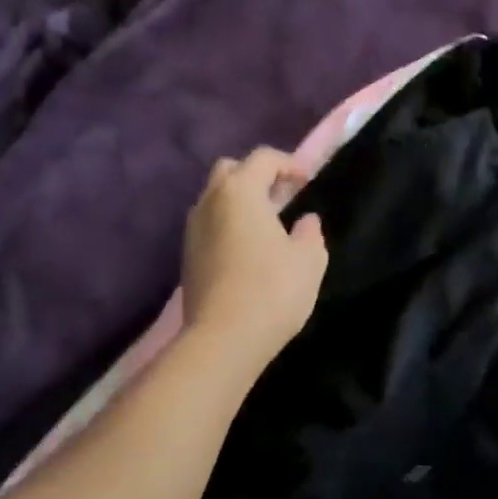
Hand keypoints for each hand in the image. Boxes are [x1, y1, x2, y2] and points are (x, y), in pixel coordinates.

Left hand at [182, 147, 328, 364]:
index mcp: (240, 192)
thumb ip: (310, 232)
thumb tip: (305, 221)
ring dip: (239, 202)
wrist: (222, 340)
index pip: (263, 158)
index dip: (288, 163)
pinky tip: (248, 249)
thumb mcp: (309, 259)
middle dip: (256, 176)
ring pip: (215, 198)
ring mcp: (193, 229)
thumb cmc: (272, 290)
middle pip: (230, 171)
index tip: (306, 181)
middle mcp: (210, 202)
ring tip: (266, 225)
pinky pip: (209, 224)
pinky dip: (228, 224)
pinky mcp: (187, 256)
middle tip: (282, 197)